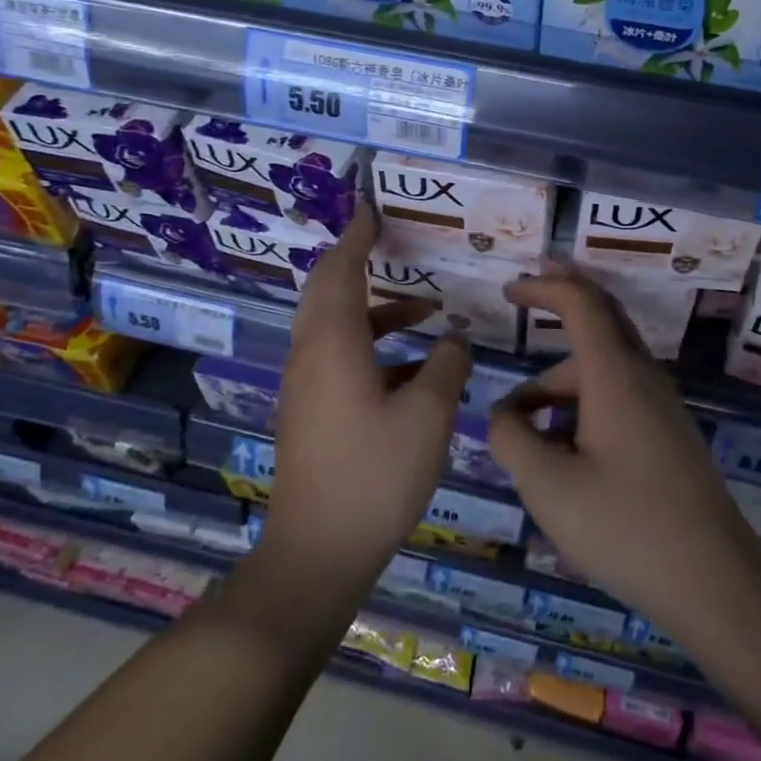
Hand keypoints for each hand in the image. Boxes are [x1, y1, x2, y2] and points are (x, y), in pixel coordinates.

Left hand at [264, 207, 472, 583]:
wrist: (318, 550)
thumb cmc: (375, 474)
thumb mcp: (428, 415)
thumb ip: (447, 367)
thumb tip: (454, 341)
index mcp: (333, 344)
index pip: (339, 270)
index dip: (356, 237)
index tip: (370, 211)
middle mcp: (310, 356)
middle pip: (327, 293)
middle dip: (357, 263)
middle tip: (389, 243)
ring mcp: (305, 387)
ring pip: (335, 328)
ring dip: (376, 312)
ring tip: (426, 313)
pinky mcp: (310, 413)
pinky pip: (338, 358)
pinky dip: (372, 346)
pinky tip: (413, 371)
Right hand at [489, 266, 760, 635]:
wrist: (714, 582)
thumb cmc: (624, 526)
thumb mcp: (547, 485)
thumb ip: (511, 437)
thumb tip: (502, 414)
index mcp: (615, 374)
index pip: (581, 303)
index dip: (544, 287)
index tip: (509, 290)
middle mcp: (644, 378)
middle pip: (602, 321)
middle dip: (563, 302)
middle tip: (525, 293)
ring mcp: (662, 407)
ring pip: (604, 369)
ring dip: (560, 380)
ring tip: (520, 428)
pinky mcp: (668, 436)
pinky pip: (618, 398)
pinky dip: (582, 403)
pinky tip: (559, 452)